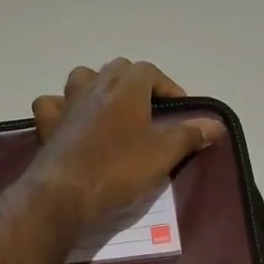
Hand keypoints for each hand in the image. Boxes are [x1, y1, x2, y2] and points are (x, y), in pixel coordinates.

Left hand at [29, 61, 225, 227]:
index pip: (150, 71)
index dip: (167, 87)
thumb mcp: (163, 154)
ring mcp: (67, 103)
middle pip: (118, 69)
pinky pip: (52, 104)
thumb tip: (216, 123)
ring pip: (83, 78)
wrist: (65, 194)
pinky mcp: (48, 124)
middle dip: (136, 83)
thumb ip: (189, 135)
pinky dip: (62, 107)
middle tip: (149, 111)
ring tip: (111, 110)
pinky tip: (70, 121)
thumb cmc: (119, 169)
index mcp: (126, 88)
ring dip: (98, 86)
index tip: (179, 111)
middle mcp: (95, 86)